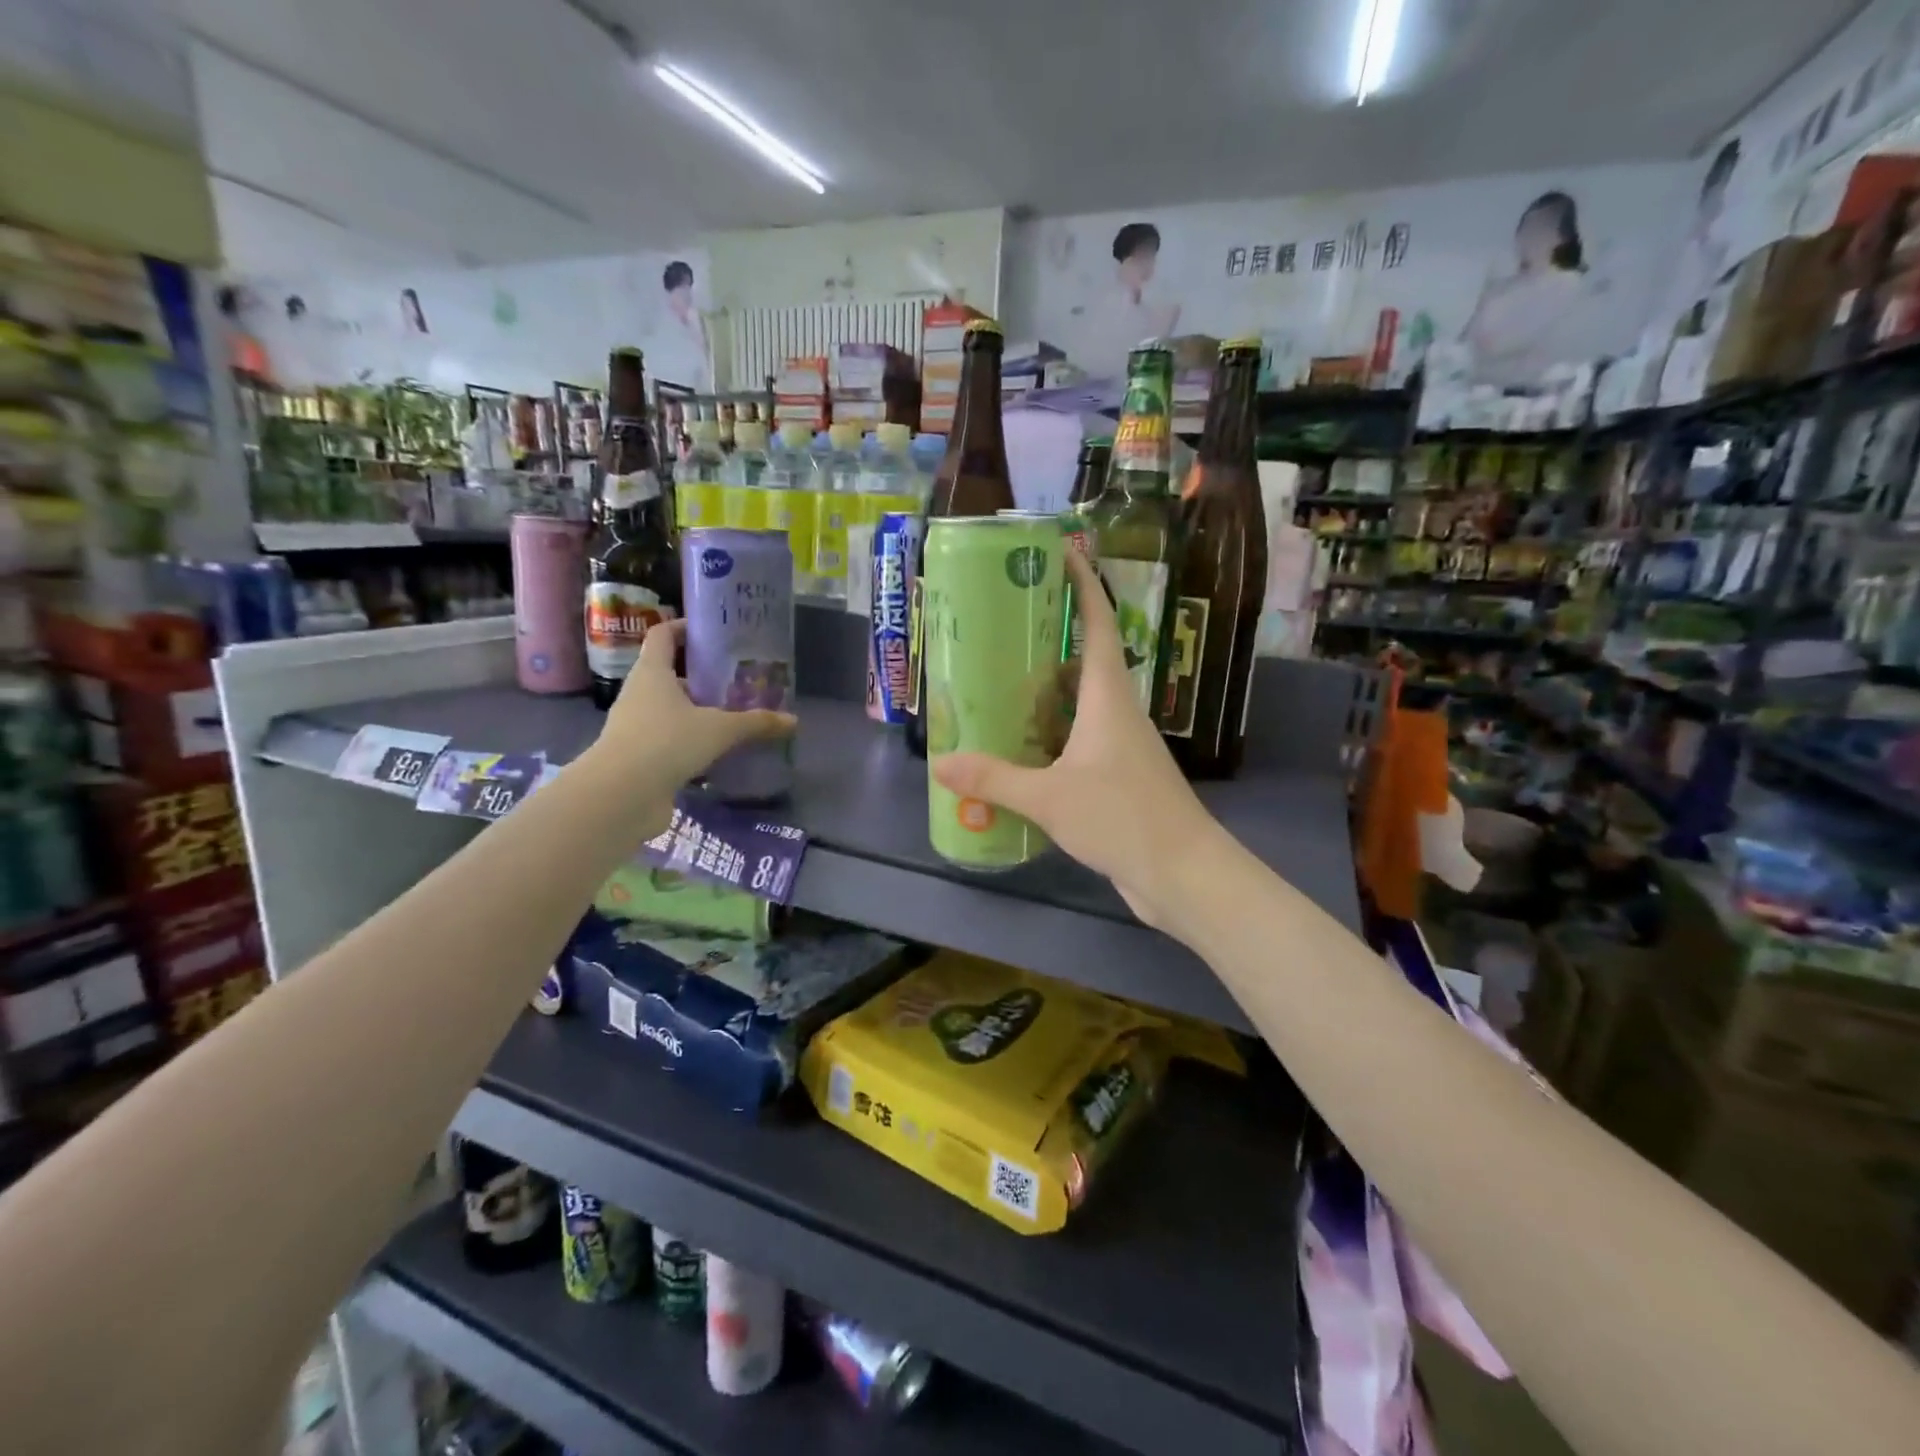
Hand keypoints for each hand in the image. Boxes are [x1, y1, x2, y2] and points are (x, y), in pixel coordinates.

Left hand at [588, 619, 794, 827]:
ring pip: (672, 710)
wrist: (621, 795)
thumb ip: (755, 723)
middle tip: (738, 680)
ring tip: (735, 716)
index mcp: (652, 673)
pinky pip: (671, 741)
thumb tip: (793, 721)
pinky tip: (719, 752)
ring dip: (699, 712)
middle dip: (703, 677)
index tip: (713, 631)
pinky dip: (693, 743)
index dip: (685, 628)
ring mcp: (637, 727)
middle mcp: (640, 694)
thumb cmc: (666, 743)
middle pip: (671, 674)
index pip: (663, 635)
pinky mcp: (640, 757)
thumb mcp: (719, 729)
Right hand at [932, 550, 1223, 931]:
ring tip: (999, 684)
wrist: (1183, 874)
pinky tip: (1021, 748)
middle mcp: (1118, 712)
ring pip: (1080, 703)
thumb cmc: (1122, 818)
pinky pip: (1079, 740)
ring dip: (1046, 691)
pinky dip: (1050, 734)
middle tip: (1002, 627)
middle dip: (1050, 637)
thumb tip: (941, 764)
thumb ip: (995, 779)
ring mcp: (1121, 746)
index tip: (1061, 554)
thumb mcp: (1050, 798)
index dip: (1082, 586)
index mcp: (1108, 698)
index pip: (1099, 626)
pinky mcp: (1119, 777)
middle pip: (1085, 659)